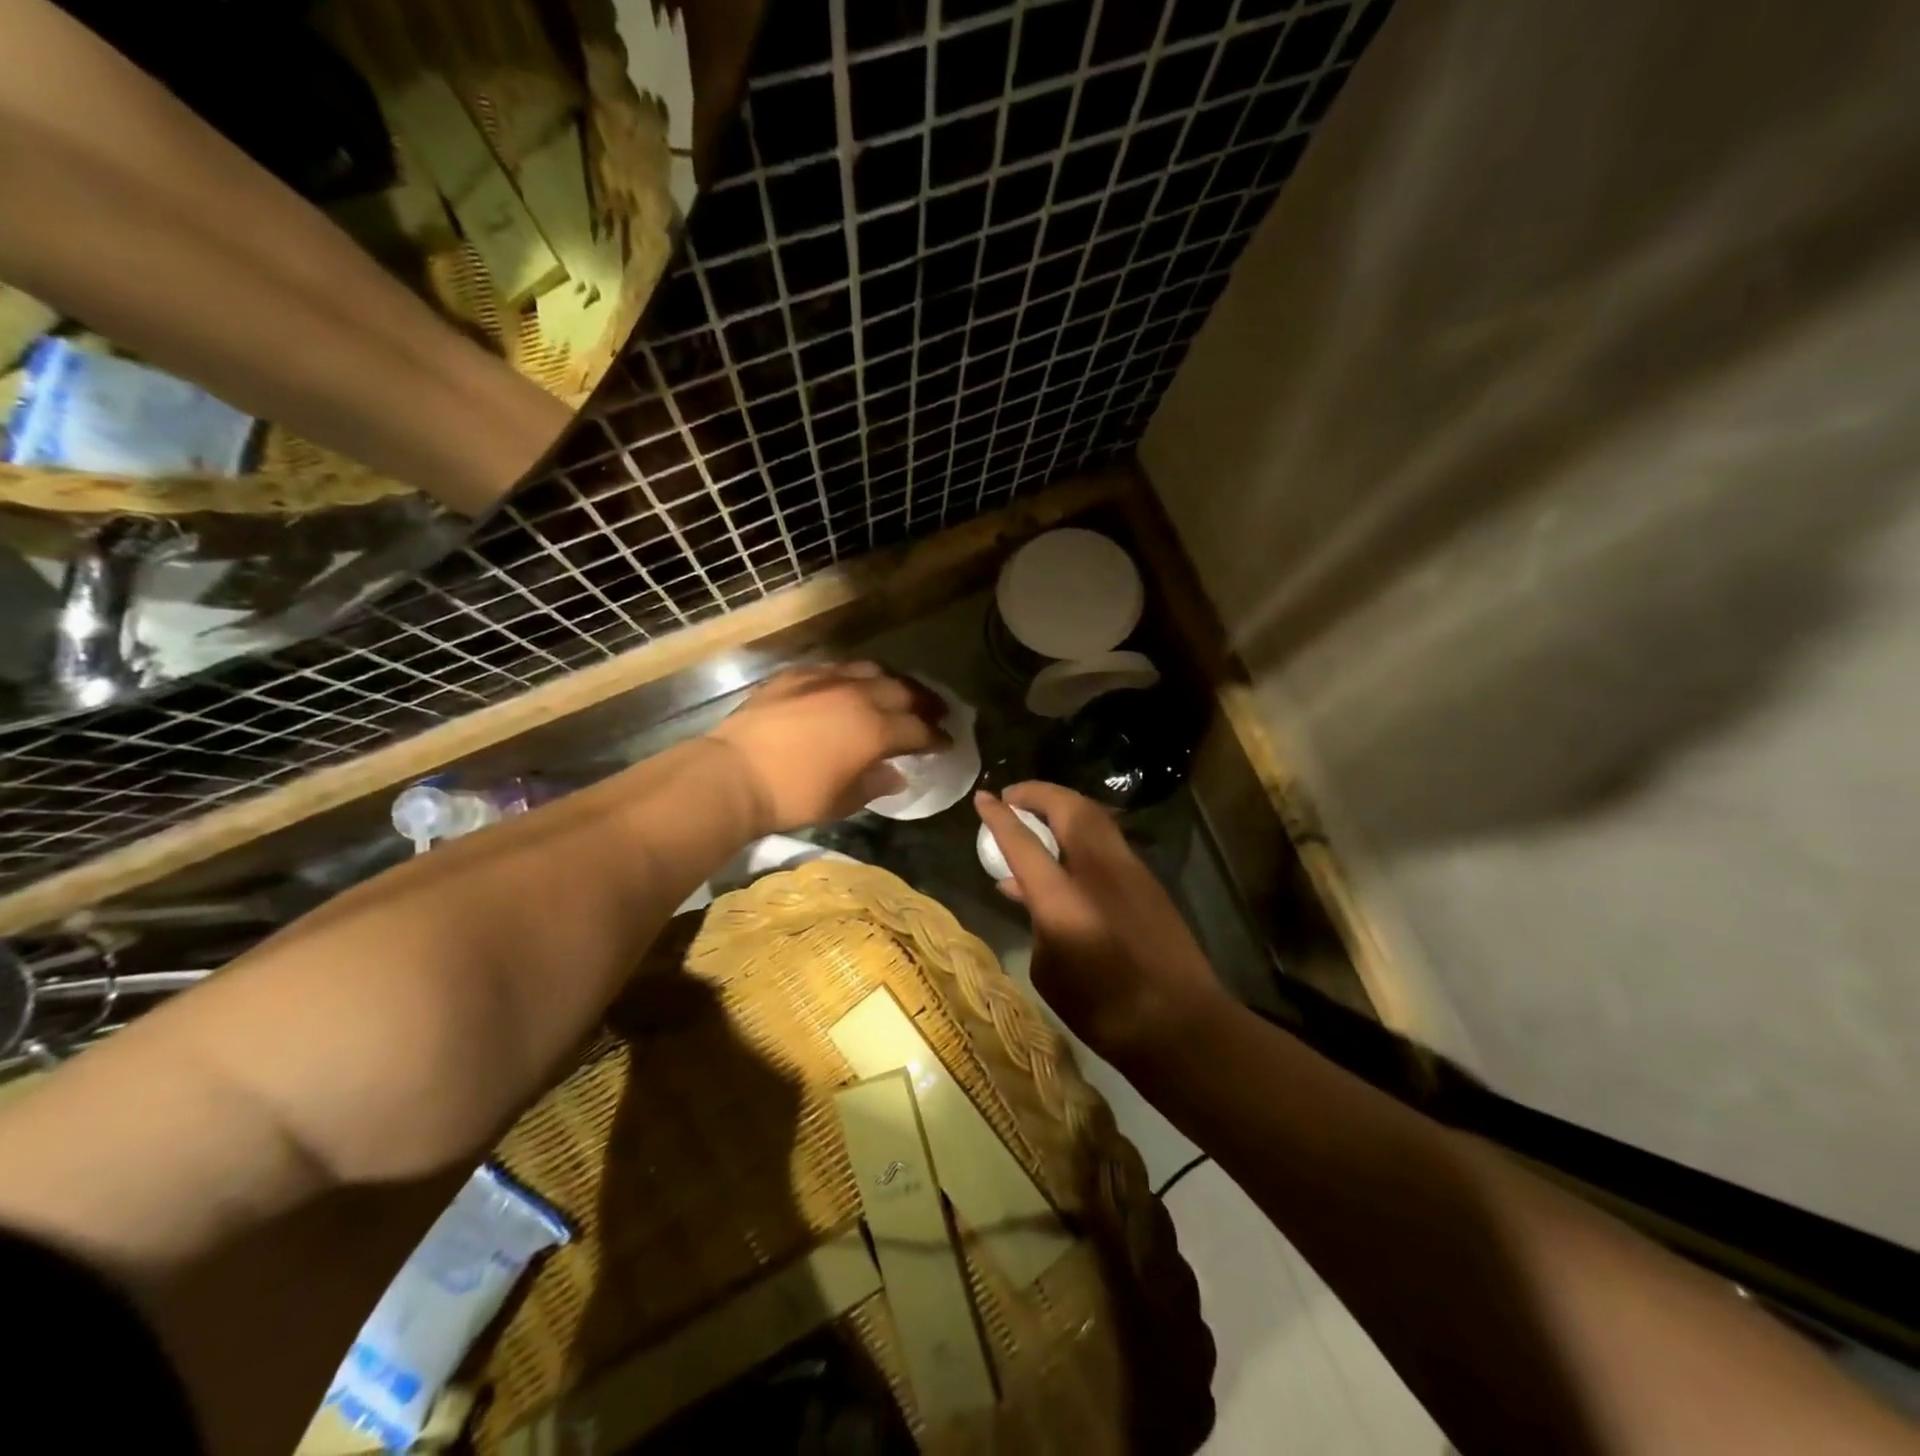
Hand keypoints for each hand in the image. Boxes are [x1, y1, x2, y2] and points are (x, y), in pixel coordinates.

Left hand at [708, 663, 946, 833]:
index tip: (947, 742)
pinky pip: (834, 668)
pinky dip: (851, 678)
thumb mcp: (843, 800)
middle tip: (934, 713)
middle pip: (903, 692)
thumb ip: (875, 784)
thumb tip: (895, 775)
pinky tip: (848, 687)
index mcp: (875, 729)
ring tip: (896, 694)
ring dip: (891, 683)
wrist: (734, 774)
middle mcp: (857, 696)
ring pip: (871, 671)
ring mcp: (825, 680)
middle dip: (924, 703)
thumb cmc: (794, 796)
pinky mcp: (796, 675)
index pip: (918, 729)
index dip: (937, 737)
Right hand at [974, 782, 1232, 1063]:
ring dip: (1063, 807)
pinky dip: (1083, 832)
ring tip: (1040, 817)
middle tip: (1014, 797)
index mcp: (1063, 899)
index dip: (998, 817)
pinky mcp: (1148, 880)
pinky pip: (1108, 840)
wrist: (1181, 1026)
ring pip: (1094, 817)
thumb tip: (1029, 893)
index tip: (982, 797)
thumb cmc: (1103, 1010)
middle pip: (1068, 808)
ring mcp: (1130, 871)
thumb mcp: (1049, 970)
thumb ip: (1036, 921)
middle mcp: (1097, 871)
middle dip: (1037, 793)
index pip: (1023, 842)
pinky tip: (1070, 853)